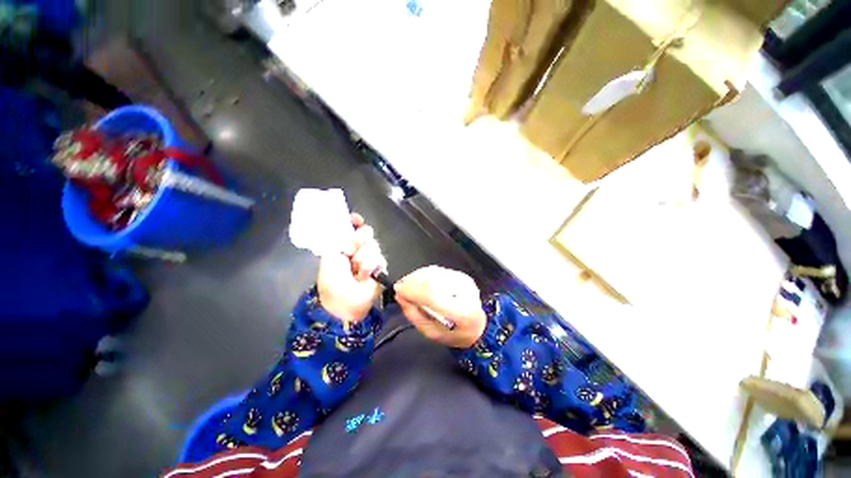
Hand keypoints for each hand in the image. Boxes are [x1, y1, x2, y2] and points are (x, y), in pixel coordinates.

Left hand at [318, 213, 386, 323]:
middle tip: (350, 252)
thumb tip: (351, 225)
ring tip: (355, 271)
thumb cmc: (332, 279)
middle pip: (367, 233)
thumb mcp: (331, 255)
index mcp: (345, 244)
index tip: (356, 220)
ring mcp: (371, 257)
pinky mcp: (380, 267)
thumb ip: (342, 239)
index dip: (356, 221)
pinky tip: (363, 276)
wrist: (344, 301)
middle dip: (358, 241)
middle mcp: (359, 248)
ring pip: (374, 246)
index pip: (354, 227)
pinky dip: (369, 268)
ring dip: (362, 258)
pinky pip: (379, 259)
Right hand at [394, 266, 486, 347]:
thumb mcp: (431, 332)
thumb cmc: (454, 334)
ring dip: (417, 277)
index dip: (412, 289)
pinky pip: (438, 271)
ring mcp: (464, 281)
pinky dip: (425, 275)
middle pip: (432, 280)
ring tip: (408, 285)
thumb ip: (414, 314)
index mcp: (461, 312)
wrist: (479, 326)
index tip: (398, 289)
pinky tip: (419, 282)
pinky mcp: (462, 276)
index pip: (432, 294)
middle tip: (401, 287)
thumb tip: (401, 295)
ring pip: (434, 273)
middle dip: (412, 281)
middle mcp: (465, 292)